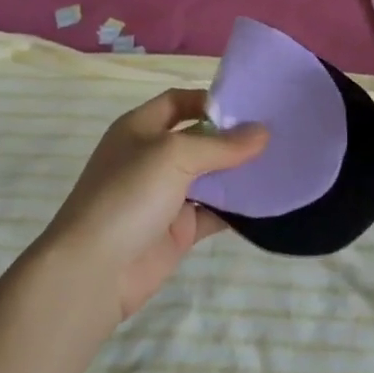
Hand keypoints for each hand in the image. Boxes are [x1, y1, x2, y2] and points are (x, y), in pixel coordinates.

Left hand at [39, 89, 267, 321]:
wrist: (92, 272)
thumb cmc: (128, 195)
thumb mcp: (174, 155)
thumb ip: (221, 145)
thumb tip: (263, 132)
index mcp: (140, 128)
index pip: (179, 101)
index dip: (210, 100)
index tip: (250, 105)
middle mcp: (152, 157)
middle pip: (199, 138)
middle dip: (232, 136)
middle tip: (276, 132)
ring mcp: (165, 195)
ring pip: (210, 176)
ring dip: (239, 172)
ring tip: (281, 162)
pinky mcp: (178, 230)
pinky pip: (214, 212)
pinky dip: (237, 208)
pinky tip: (267, 201)